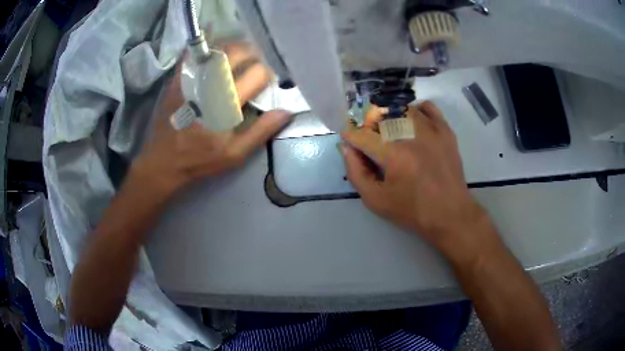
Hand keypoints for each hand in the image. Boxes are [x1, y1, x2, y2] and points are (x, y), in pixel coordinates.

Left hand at [130, 54, 289, 197]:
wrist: (162, 161)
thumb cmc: (200, 159)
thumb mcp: (234, 155)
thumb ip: (260, 132)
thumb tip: (286, 111)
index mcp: (225, 105)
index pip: (256, 75)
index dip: (268, 74)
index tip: (270, 80)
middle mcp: (209, 86)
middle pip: (236, 54)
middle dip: (253, 52)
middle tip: (259, 58)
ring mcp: (191, 80)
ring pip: (216, 50)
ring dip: (234, 46)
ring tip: (242, 53)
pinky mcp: (177, 79)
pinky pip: (193, 54)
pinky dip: (206, 45)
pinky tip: (215, 45)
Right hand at [340, 102, 489, 254]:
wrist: (450, 214)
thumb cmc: (412, 210)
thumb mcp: (375, 200)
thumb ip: (355, 172)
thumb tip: (346, 147)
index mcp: (393, 154)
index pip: (361, 134)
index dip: (350, 136)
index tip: (348, 140)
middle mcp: (411, 134)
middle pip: (380, 116)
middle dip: (367, 126)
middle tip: (368, 140)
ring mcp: (431, 129)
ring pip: (402, 108)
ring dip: (389, 117)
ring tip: (389, 132)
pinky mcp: (445, 130)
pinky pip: (427, 107)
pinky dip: (415, 110)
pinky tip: (411, 123)